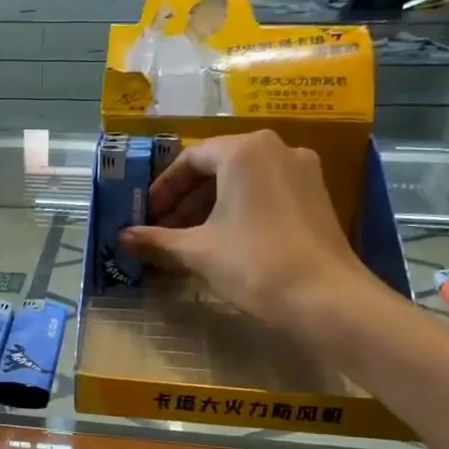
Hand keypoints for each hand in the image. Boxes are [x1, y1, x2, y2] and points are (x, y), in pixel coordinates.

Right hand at [118, 131, 374, 327]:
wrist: (326, 299)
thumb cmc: (254, 263)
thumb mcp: (197, 251)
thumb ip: (156, 240)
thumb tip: (122, 238)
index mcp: (244, 150)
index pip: (190, 159)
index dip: (163, 188)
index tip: (146, 216)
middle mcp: (276, 148)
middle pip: (217, 167)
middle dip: (185, 199)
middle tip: (163, 229)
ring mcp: (302, 171)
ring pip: (242, 181)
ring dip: (210, 207)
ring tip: (188, 240)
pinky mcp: (316, 196)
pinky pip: (265, 192)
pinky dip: (238, 210)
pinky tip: (223, 241)